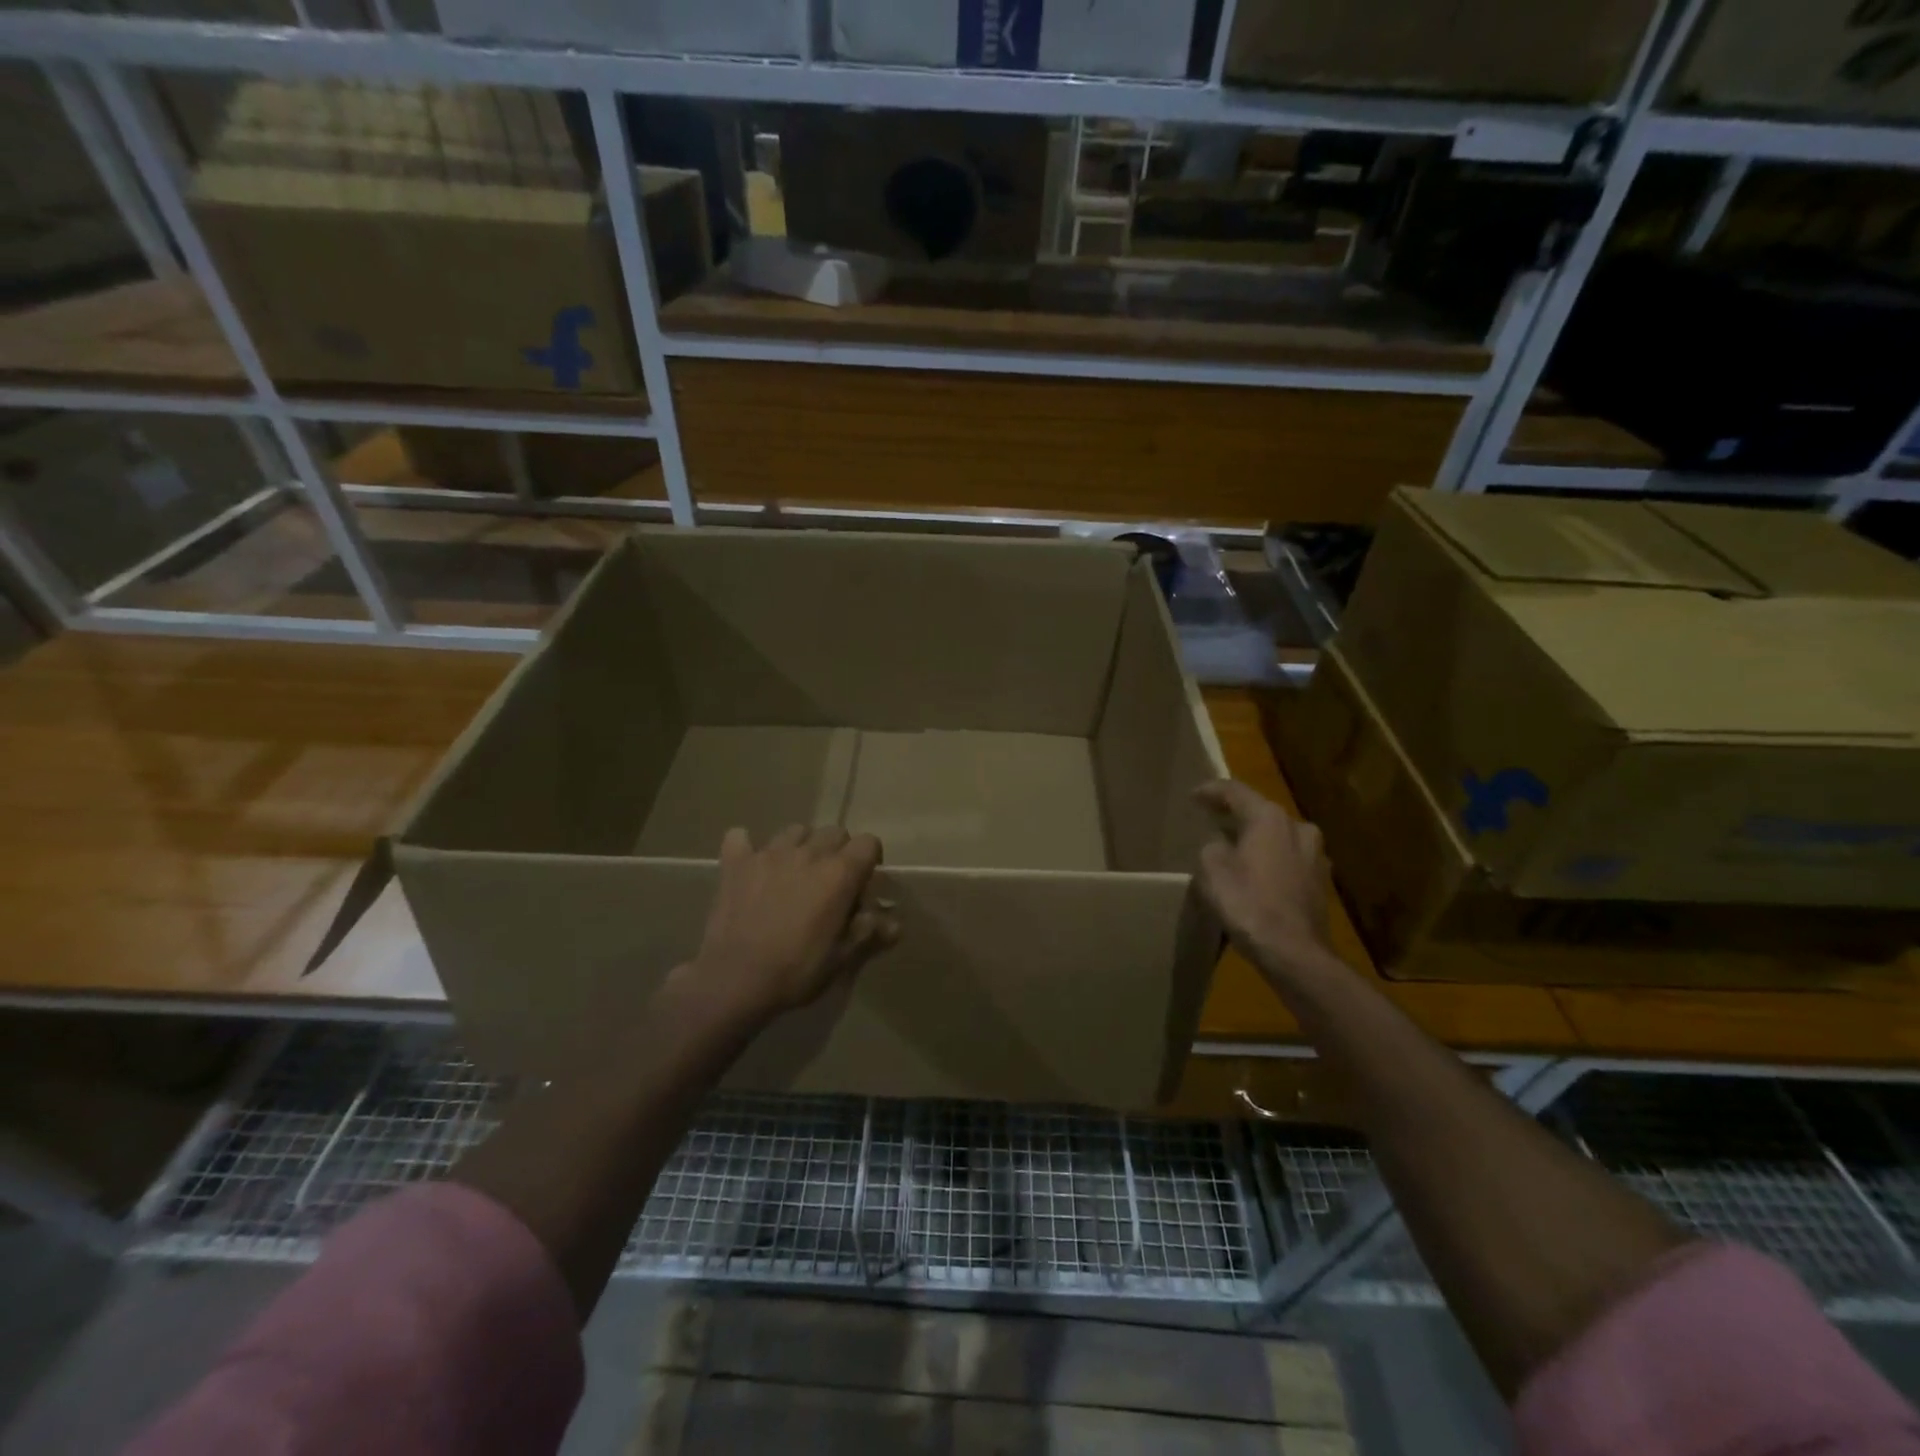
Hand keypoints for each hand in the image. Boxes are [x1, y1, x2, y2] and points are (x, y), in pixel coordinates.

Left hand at [683, 825, 898, 1026]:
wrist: (734, 980)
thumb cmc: (796, 970)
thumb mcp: (841, 958)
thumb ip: (868, 932)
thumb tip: (895, 924)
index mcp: (839, 873)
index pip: (868, 843)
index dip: (870, 860)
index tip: (863, 884)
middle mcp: (808, 853)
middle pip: (834, 832)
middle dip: (838, 851)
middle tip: (830, 882)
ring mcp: (769, 854)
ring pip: (795, 831)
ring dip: (800, 846)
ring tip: (794, 873)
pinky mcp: (736, 863)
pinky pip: (740, 837)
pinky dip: (747, 847)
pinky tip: (750, 865)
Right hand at [1193, 779, 1333, 978]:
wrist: (1293, 952)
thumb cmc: (1248, 903)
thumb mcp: (1211, 869)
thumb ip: (1212, 848)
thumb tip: (1221, 847)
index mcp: (1270, 818)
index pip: (1236, 792)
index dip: (1211, 791)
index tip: (1193, 796)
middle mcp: (1298, 828)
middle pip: (1261, 813)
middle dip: (1237, 816)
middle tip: (1213, 821)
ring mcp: (1315, 857)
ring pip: (1278, 838)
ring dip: (1256, 840)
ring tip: (1234, 849)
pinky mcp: (1320, 883)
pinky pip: (1287, 862)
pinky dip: (1269, 862)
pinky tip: (1255, 876)